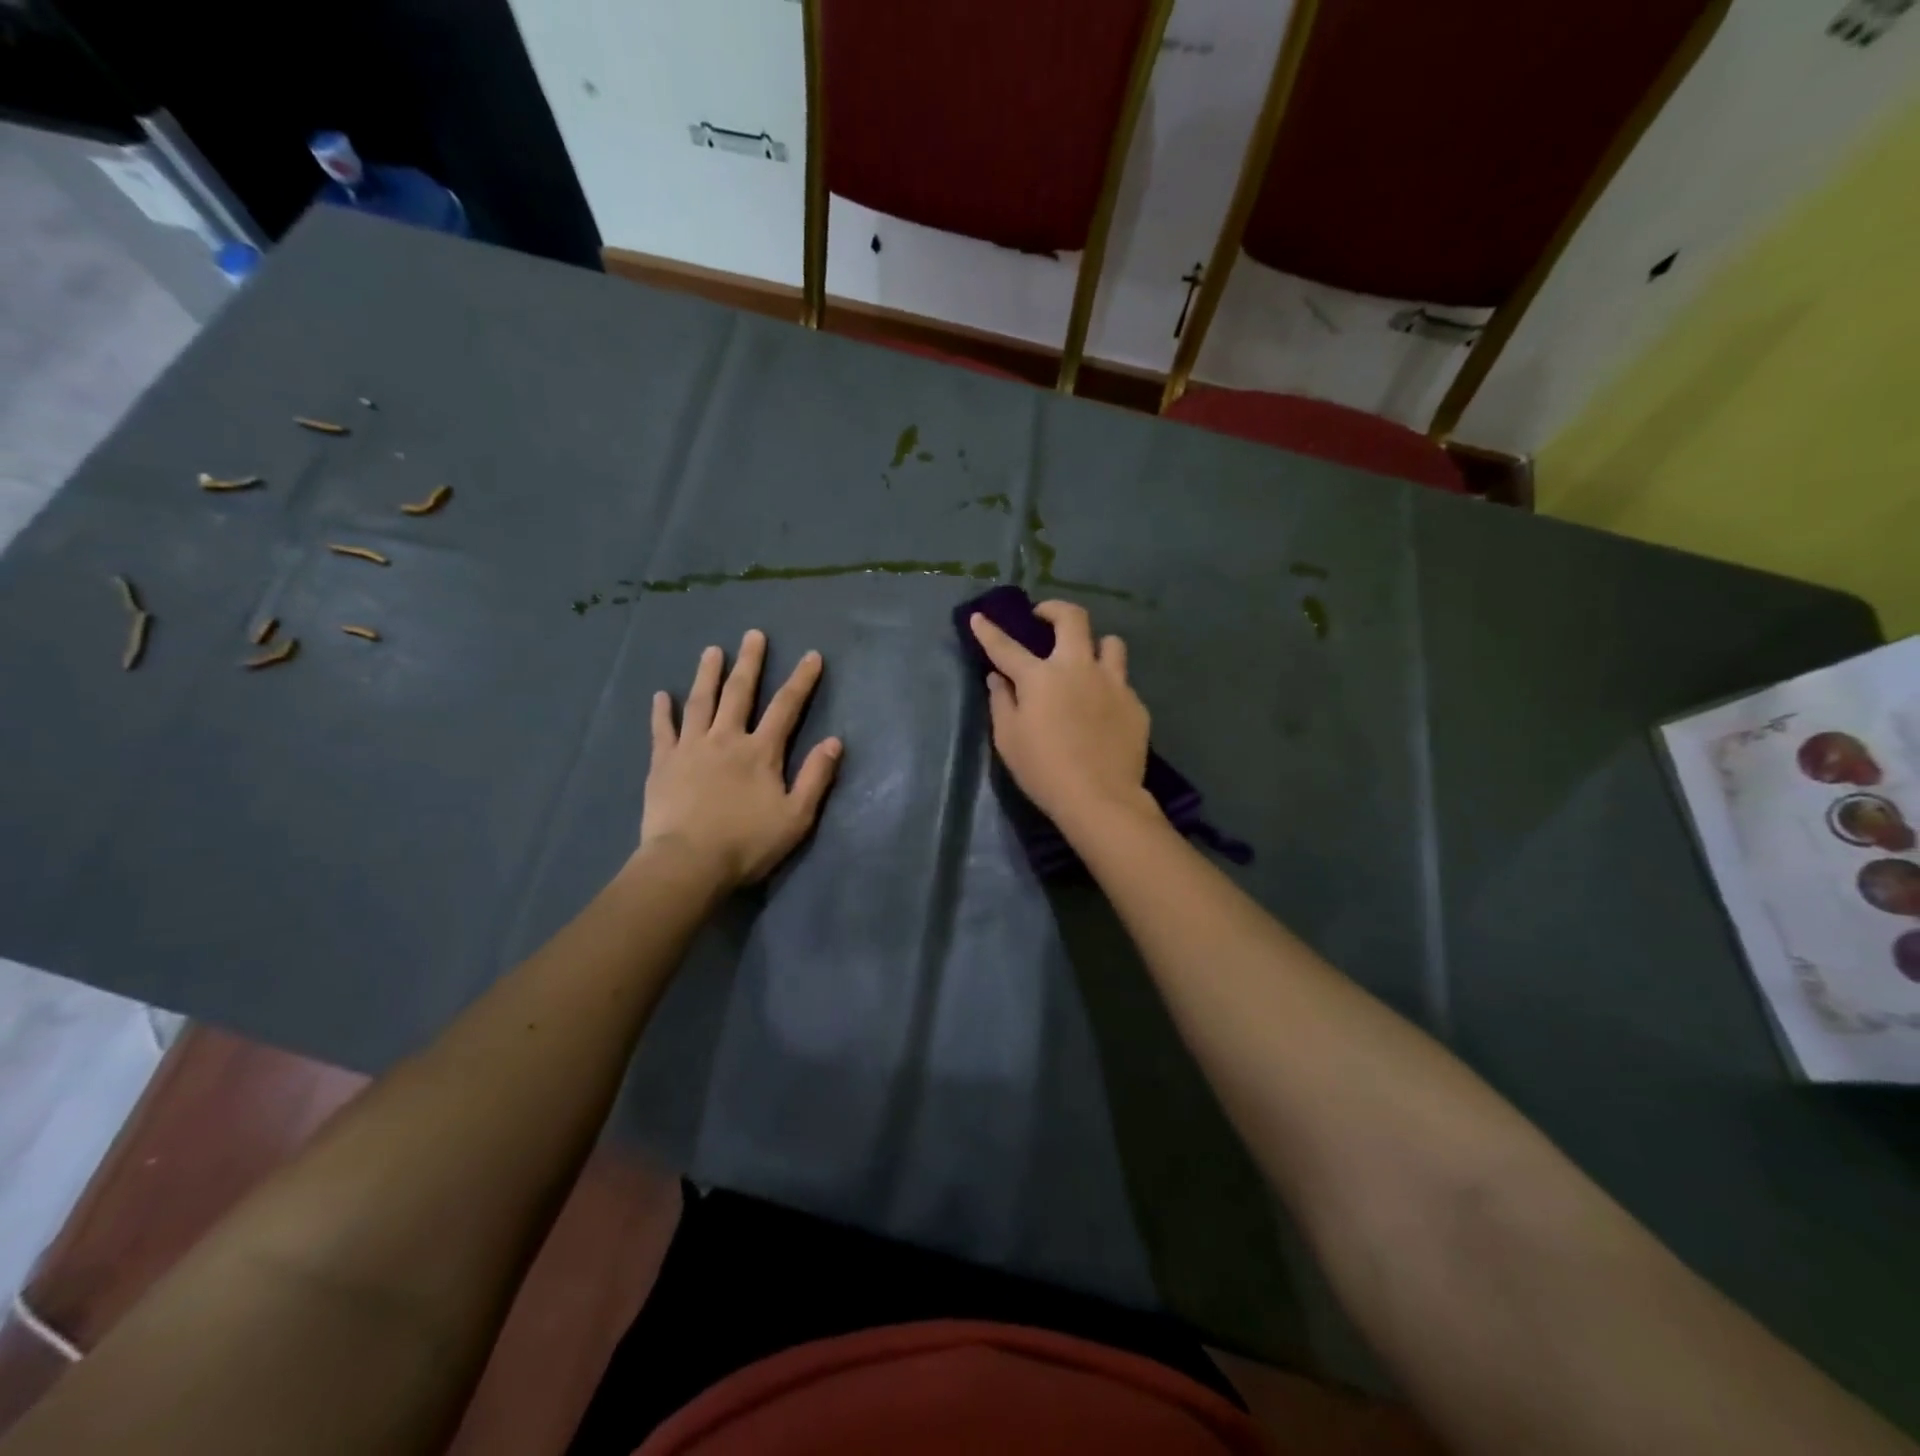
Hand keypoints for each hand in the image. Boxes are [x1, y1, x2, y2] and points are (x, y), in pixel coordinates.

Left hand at [640, 630, 842, 888]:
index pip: (786, 707)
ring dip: (707, 674)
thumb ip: (815, 777)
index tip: (811, 655)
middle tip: (753, 635)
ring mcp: (691, 748)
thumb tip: (834, 741)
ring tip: (711, 650)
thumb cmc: (747, 843)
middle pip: (740, 693)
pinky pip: (662, 730)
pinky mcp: (663, 763)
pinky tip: (660, 695)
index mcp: (761, 752)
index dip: (801, 680)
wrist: (688, 863)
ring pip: (700, 702)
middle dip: (750, 662)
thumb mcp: (796, 817)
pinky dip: (662, 712)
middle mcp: (726, 739)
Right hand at [969, 601, 1151, 829]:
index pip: (1007, 647)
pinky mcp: (1135, 704)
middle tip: (1044, 618)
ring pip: (1111, 643)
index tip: (979, 617)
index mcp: (1040, 677)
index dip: (989, 630)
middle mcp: (1078, 668)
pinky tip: (1103, 709)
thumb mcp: (1008, 740)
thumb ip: (1001, 702)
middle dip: (1055, 609)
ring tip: (1086, 660)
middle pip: (1073, 618)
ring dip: (1095, 645)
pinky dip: (1109, 687)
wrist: (1100, 798)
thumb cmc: (1044, 771)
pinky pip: (1122, 682)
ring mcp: (1113, 683)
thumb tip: (998, 678)